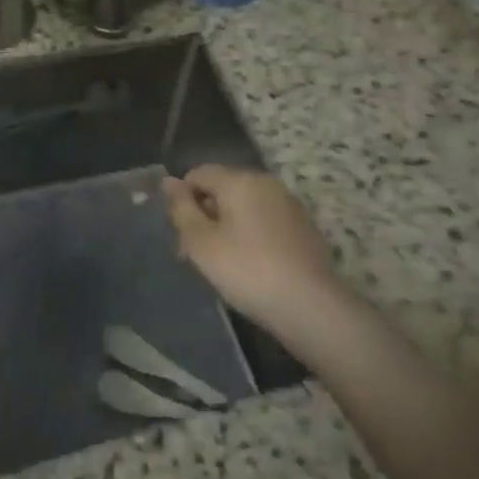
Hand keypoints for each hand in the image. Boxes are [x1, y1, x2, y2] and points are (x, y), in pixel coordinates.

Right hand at [163, 165, 337, 334]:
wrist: (310, 306)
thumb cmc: (247, 270)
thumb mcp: (202, 243)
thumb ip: (182, 209)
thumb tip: (168, 181)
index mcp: (239, 180)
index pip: (199, 173)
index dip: (183, 199)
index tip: (181, 234)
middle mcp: (265, 182)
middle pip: (222, 189)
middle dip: (205, 215)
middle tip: (196, 254)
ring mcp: (287, 203)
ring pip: (244, 206)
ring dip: (227, 227)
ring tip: (223, 265)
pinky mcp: (302, 227)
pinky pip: (264, 221)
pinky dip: (251, 236)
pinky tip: (251, 267)